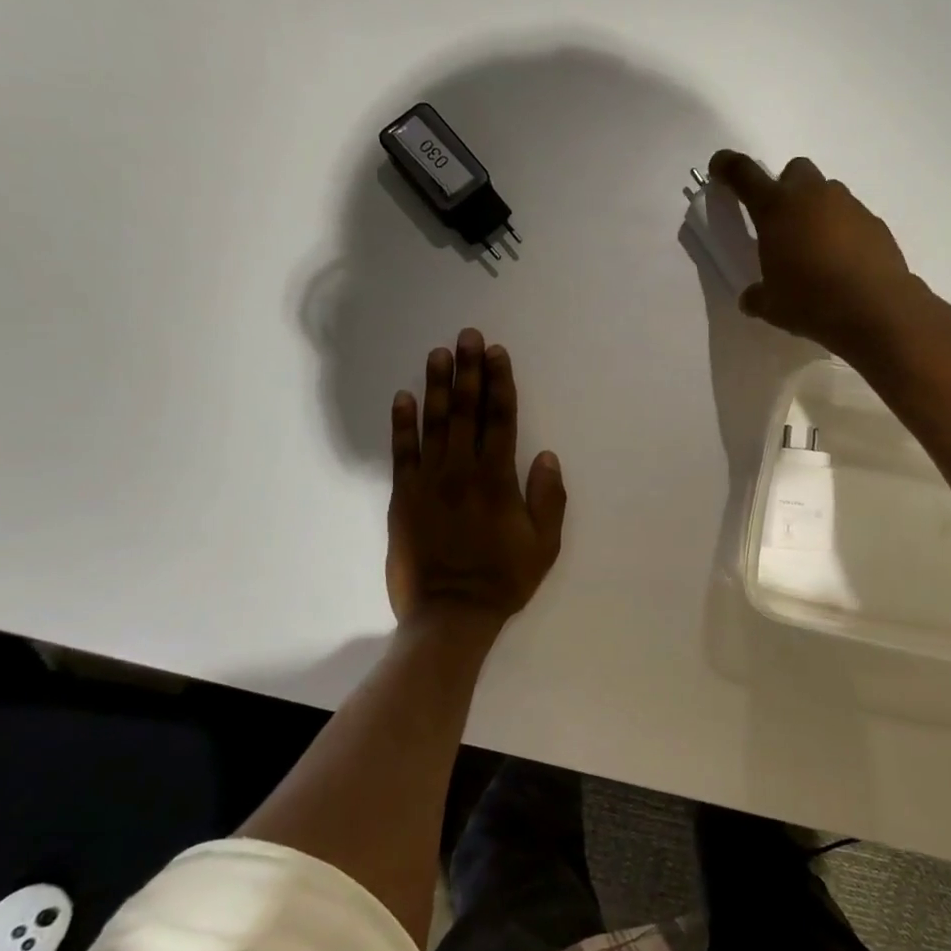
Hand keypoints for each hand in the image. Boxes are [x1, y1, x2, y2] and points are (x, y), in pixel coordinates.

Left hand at [387, 329, 566, 627]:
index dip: (500, 383)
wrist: (450, 614)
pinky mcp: (402, 497)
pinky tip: (403, 397)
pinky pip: (401, 453)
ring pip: (434, 424)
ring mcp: (429, 482)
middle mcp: (462, 471)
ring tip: (439, 353)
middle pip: (467, 411)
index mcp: (498, 479)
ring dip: (437, 386)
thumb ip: (548, 498)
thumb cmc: (503, 579)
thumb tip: (546, 455)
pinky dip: (402, 424)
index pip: (501, 419)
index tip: (497, 353)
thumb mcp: (544, 544)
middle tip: (468, 336)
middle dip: (469, 370)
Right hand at [708, 151, 921, 360]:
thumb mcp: (771, 306)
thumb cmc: (811, 302)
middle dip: (785, 188)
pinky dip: (842, 232)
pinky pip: (852, 217)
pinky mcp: (875, 223)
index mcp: (776, 209)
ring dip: (816, 211)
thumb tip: (751, 297)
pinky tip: (842, 263)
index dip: (728, 166)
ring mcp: (848, 206)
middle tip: (781, 222)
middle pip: (795, 171)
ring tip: (814, 249)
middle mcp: (812, 196)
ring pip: (827, 193)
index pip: (744, 175)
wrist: (875, 309)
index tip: (720, 167)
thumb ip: (756, 296)